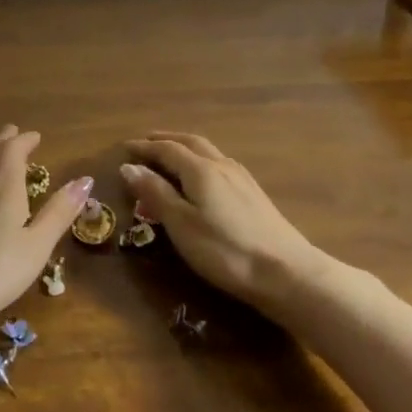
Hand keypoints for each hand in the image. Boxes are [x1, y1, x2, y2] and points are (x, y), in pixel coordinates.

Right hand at [121, 132, 323, 311]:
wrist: (286, 271)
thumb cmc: (225, 250)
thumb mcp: (181, 224)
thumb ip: (155, 193)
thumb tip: (129, 166)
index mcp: (200, 169)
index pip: (167, 149)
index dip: (145, 147)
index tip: (125, 147)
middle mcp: (221, 164)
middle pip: (190, 142)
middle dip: (165, 140)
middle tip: (146, 143)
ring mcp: (241, 177)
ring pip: (207, 151)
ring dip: (185, 147)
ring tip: (170, 155)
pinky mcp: (253, 193)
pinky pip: (219, 163)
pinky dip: (201, 159)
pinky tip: (203, 175)